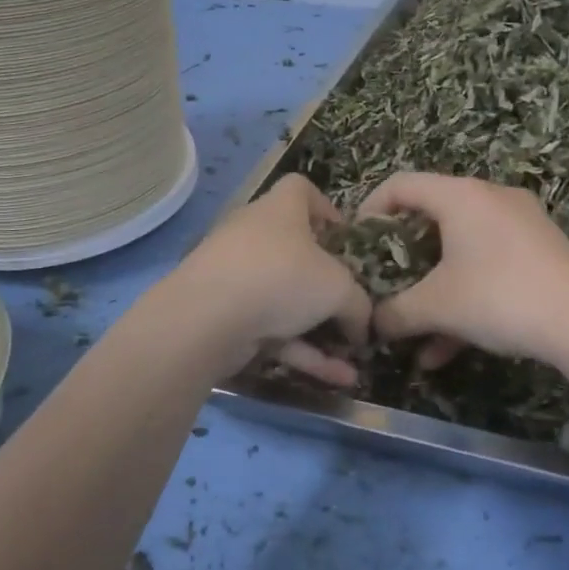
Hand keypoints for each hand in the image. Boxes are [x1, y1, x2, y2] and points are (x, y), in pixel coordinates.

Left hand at [176, 175, 371, 387]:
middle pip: (295, 250)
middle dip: (326, 281)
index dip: (326, 208)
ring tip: (354, 360)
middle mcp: (255, 236)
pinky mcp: (227, 316)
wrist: (206, 318)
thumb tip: (362, 325)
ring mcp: (237, 277)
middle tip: (352, 304)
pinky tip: (338, 380)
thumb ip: (358, 304)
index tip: (345, 238)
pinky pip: (273, 331)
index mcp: (281, 209)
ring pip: (286, 300)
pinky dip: (303, 352)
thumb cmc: (281, 276)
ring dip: (321, 331)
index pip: (300, 189)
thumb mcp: (338, 287)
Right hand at [358, 173, 568, 366]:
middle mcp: (490, 199)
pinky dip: (465, 298)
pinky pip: (489, 267)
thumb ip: (395, 313)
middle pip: (431, 218)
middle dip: (403, 258)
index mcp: (460, 195)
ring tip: (414, 333)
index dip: (370, 209)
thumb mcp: (437, 306)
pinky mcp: (541, 252)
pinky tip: (448, 349)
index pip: (401, 184)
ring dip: (434, 290)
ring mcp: (520, 224)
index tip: (357, 243)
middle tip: (385, 283)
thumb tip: (371, 324)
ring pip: (461, 251)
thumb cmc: (499, 296)